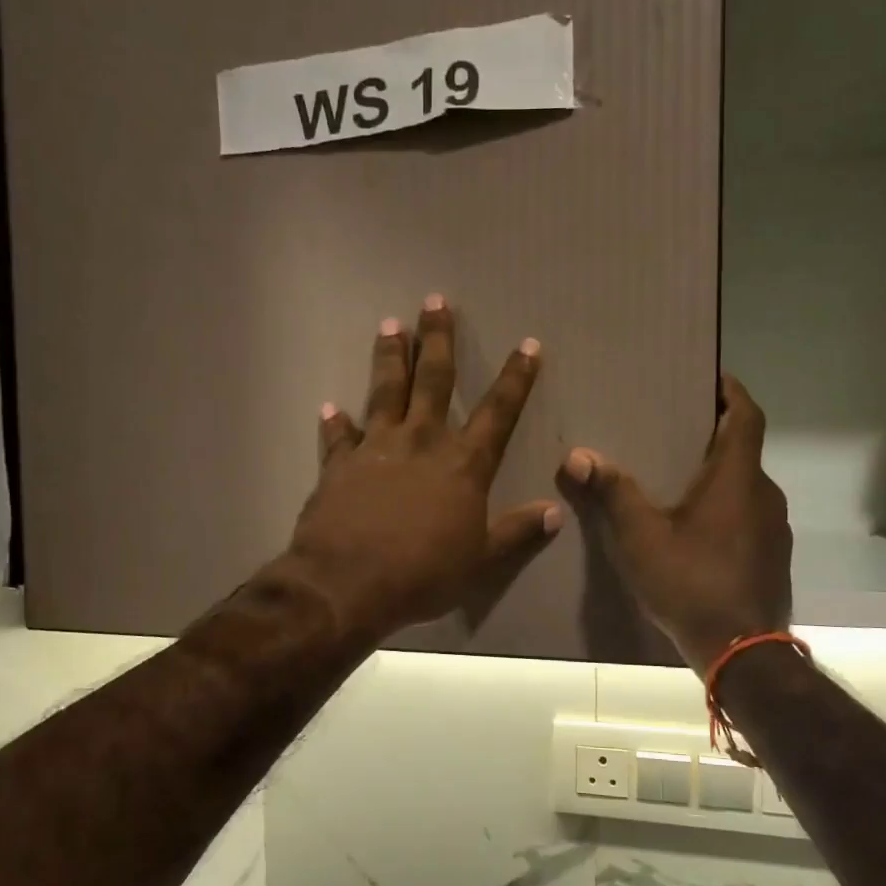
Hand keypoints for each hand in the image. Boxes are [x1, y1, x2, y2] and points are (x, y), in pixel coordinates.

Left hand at [281, 296, 559, 644]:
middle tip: (434, 301)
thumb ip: (517, 531)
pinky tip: (330, 408)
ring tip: (389, 326)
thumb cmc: (423, 573)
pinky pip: (338, 437)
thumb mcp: (481, 559)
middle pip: (433, 380)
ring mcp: (376, 449)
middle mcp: (421, 442)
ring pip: (384, 392)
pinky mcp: (338, 466)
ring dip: (388, 358)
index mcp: (462, 463)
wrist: (348, 584)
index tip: (528, 345)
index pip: (498, 411)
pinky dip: (335, 423)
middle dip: (437, 339)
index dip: (516, 378)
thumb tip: (555, 512)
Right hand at [557, 375, 791, 674]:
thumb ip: (612, 493)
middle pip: (744, 449)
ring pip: (746, 486)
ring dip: (718, 475)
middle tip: (674, 428)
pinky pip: (748, 516)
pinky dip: (725, 508)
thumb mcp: (641, 538)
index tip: (711, 376)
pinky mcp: (772, 557)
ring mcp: (774, 529)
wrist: (743, 652)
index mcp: (739, 478)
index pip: (746, 415)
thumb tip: (578, 455)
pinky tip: (694, 528)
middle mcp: (765, 495)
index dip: (731, 390)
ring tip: (676, 478)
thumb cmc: (692, 583)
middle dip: (714, 434)